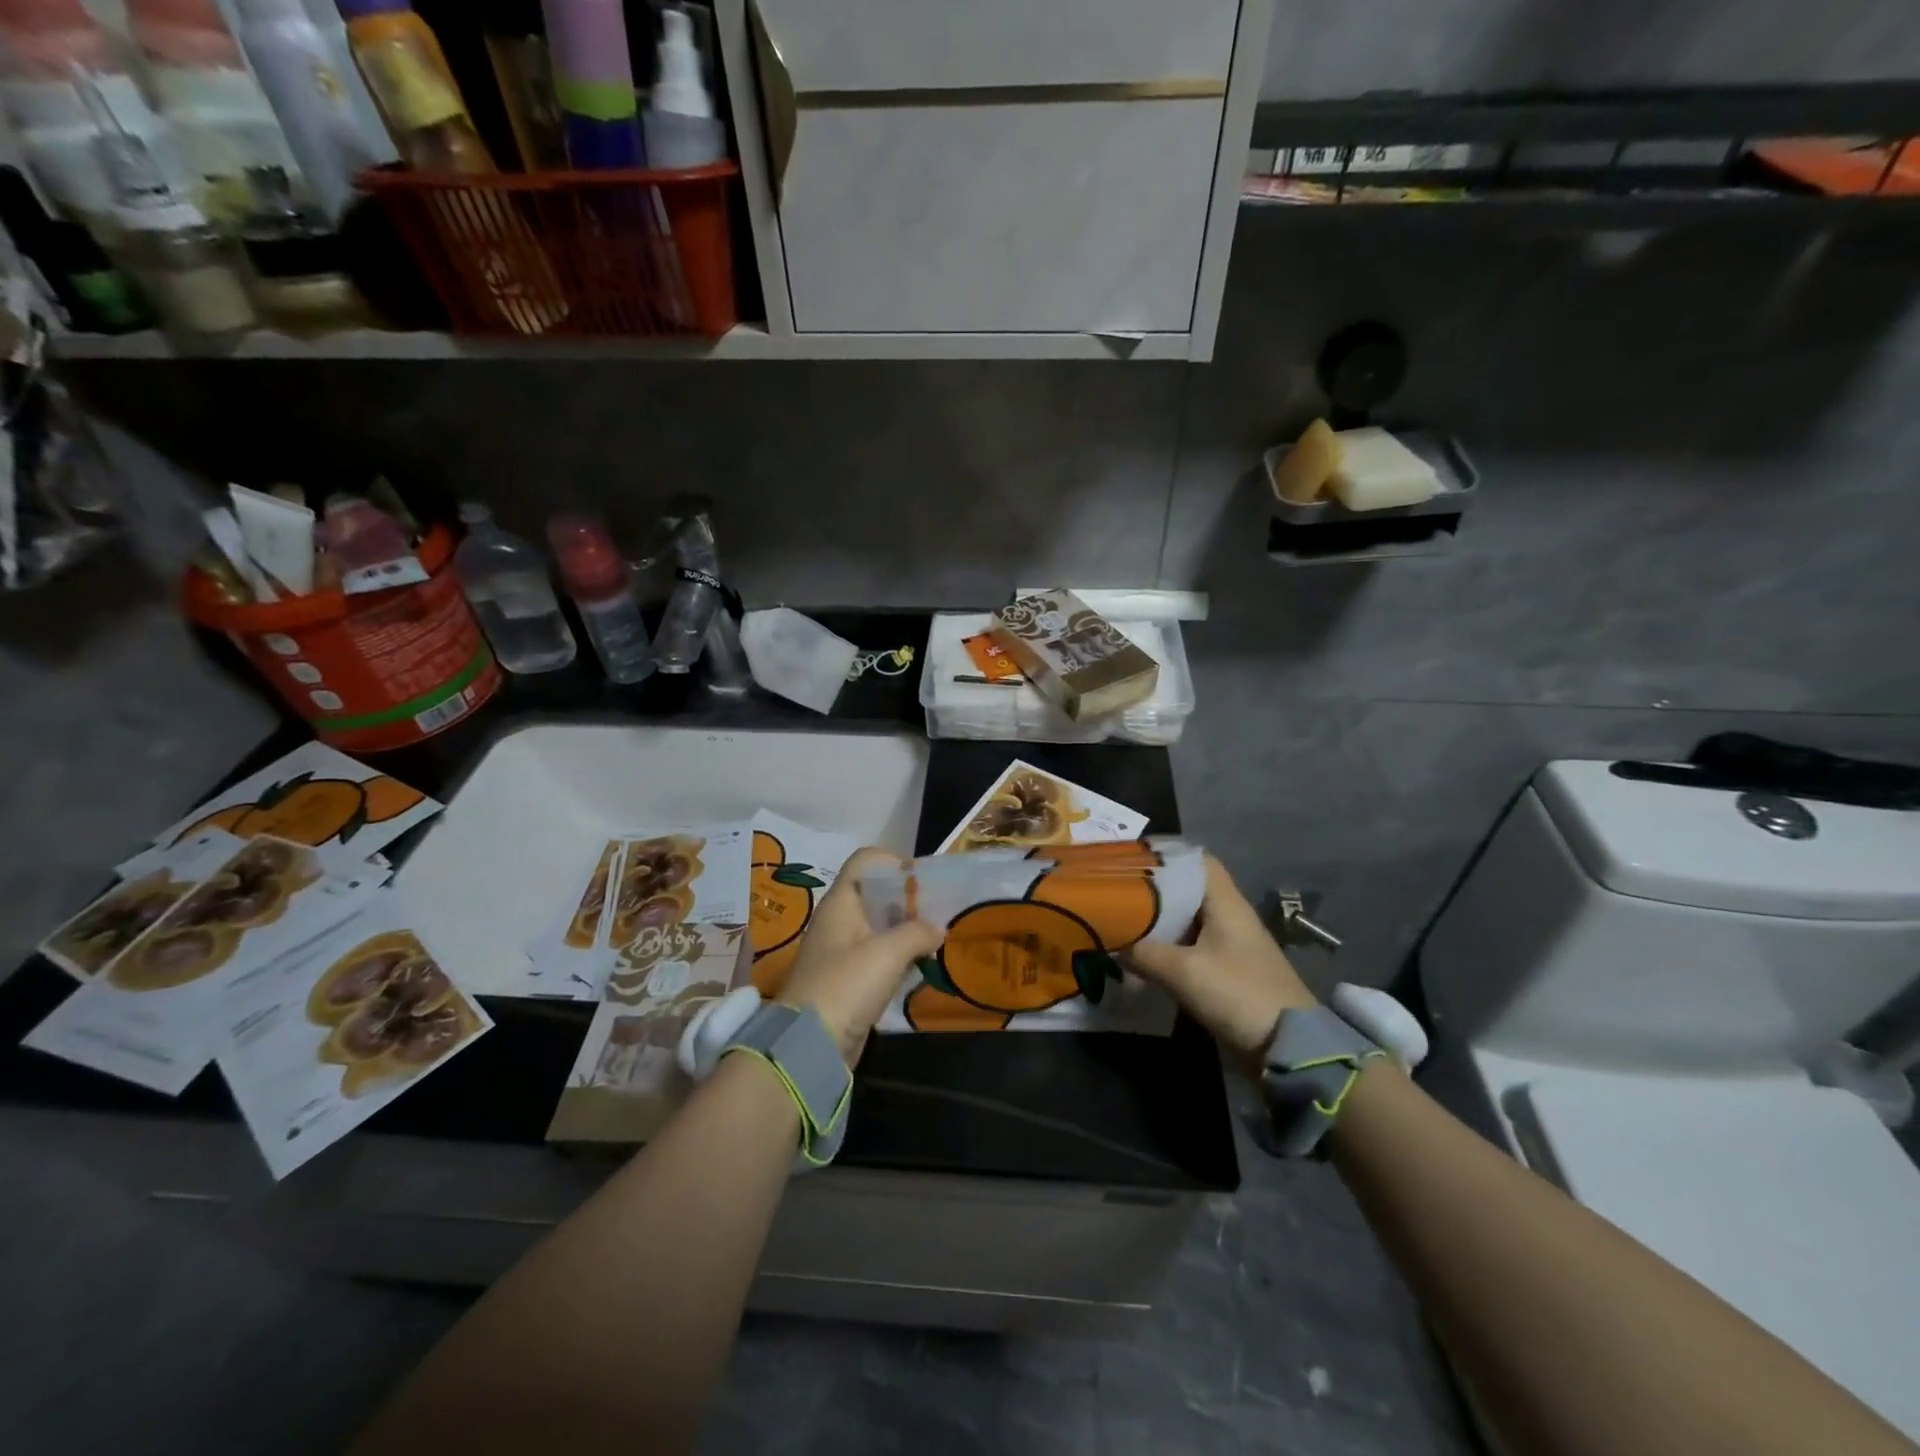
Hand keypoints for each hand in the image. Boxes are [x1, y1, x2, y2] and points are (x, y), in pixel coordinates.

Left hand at [776, 847, 942, 1065]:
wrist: (810, 1045)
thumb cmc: (846, 985)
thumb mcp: (888, 953)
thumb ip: (917, 933)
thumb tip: (938, 929)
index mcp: (840, 903)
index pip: (864, 861)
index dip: (892, 863)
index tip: (921, 880)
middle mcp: (839, 920)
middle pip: (876, 894)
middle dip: (908, 899)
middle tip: (938, 911)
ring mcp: (842, 951)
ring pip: (879, 927)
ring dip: (906, 930)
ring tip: (936, 937)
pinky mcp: (848, 980)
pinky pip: (878, 956)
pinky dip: (899, 956)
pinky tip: (921, 965)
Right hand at [1124, 854, 1318, 1071]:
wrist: (1287, 1046)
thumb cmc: (1238, 993)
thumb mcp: (1183, 971)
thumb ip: (1144, 953)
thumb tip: (1113, 946)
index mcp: (1225, 902)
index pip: (1196, 860)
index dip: (1165, 854)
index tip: (1130, 858)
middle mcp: (1228, 915)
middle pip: (1187, 889)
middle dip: (1153, 890)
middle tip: (1115, 892)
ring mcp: (1230, 944)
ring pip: (1187, 920)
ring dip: (1158, 922)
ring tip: (1121, 921)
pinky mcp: (1227, 970)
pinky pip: (1190, 947)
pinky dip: (1167, 947)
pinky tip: (1142, 956)